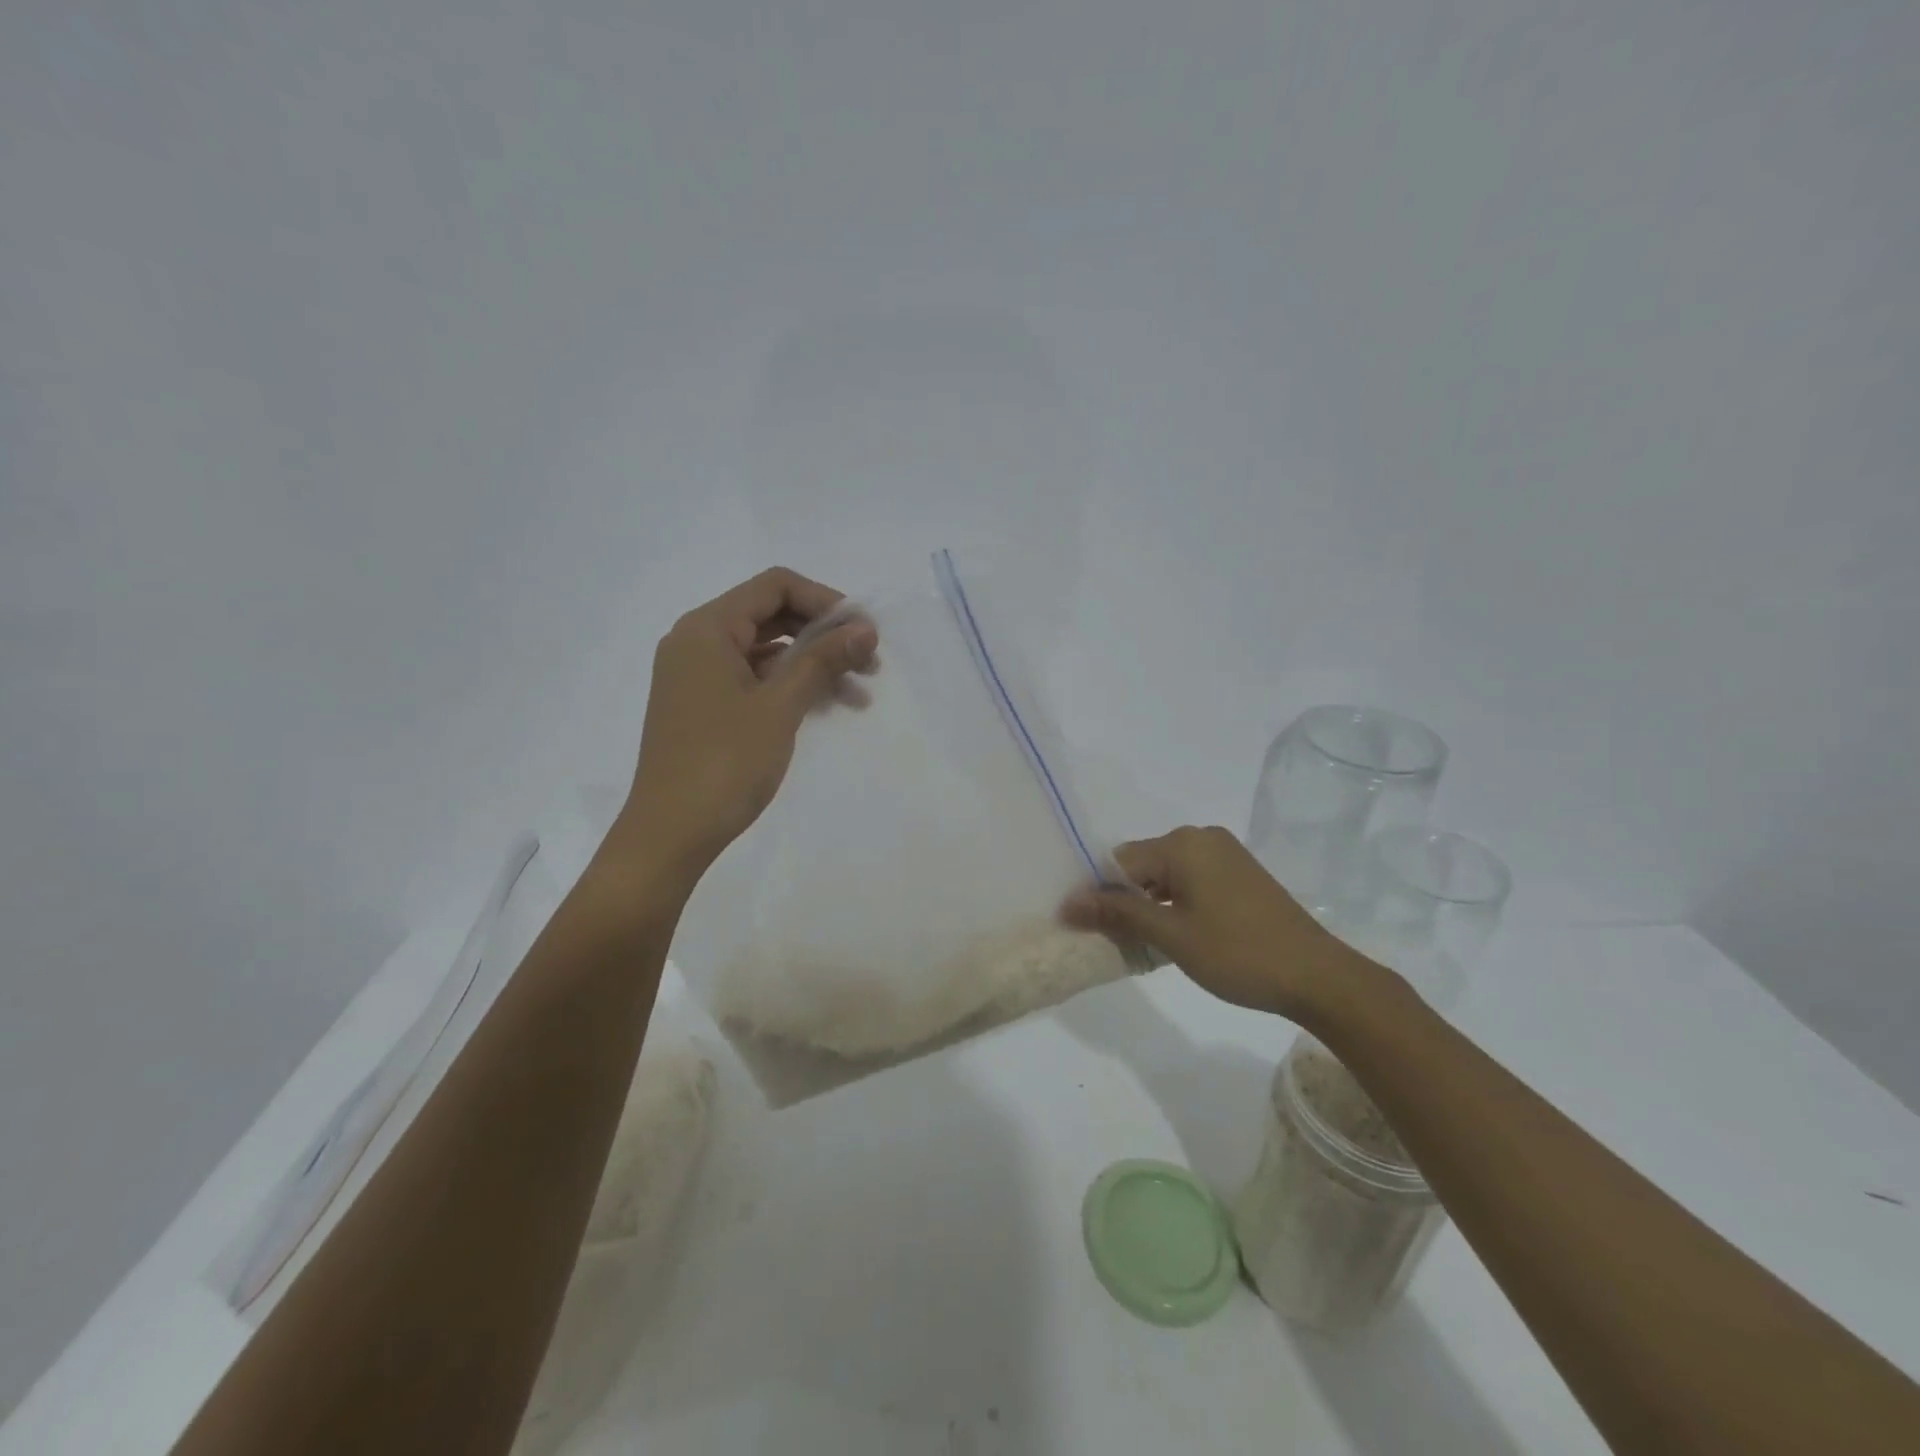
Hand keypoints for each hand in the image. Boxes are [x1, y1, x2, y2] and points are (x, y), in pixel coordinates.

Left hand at [606, 568, 876, 884]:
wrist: (671, 832)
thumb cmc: (725, 763)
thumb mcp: (780, 706)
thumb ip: (823, 659)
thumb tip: (865, 628)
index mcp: (707, 629)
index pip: (775, 586)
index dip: (825, 600)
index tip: (864, 632)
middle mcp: (697, 641)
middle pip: (771, 615)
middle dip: (824, 634)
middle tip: (869, 662)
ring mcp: (698, 675)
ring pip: (766, 651)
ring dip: (813, 664)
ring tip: (859, 694)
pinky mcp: (704, 705)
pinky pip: (754, 679)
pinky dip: (790, 686)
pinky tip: (826, 707)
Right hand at [1064, 826, 1376, 1022]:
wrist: (1318, 976)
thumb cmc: (1238, 954)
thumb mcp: (1171, 935)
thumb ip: (1117, 913)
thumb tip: (1067, 903)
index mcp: (1182, 844)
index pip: (1119, 861)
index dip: (1097, 893)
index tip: (1083, 927)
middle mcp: (1201, 837)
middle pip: (1142, 864)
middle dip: (1122, 898)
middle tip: (1111, 939)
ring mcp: (1224, 853)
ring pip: (1165, 873)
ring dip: (1148, 903)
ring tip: (1140, 941)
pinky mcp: (1239, 872)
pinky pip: (1190, 879)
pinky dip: (1174, 902)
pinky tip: (1173, 933)